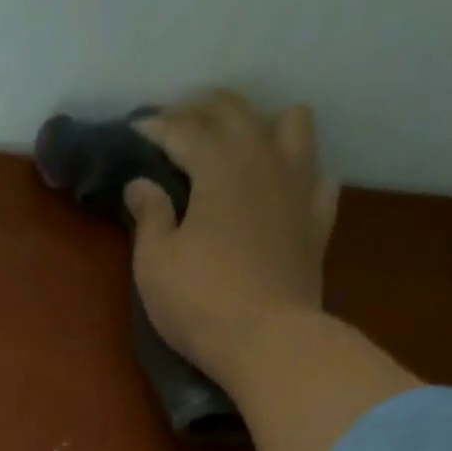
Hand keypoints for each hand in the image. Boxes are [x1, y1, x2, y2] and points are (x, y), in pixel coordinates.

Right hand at [124, 91, 339, 394]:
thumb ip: (148, 216)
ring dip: (260, 125)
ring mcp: (299, 182)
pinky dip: (296, 171)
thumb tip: (141, 184)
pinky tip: (281, 188)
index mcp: (219, 161)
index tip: (133, 132)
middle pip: (233, 111)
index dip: (154, 127)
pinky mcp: (318, 217)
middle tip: (174, 127)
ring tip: (237, 148)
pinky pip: (316, 173)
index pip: (182, 128)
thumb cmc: (200, 302)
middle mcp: (264, 155)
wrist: (268, 340)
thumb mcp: (154, 264)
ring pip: (289, 122)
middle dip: (199, 111)